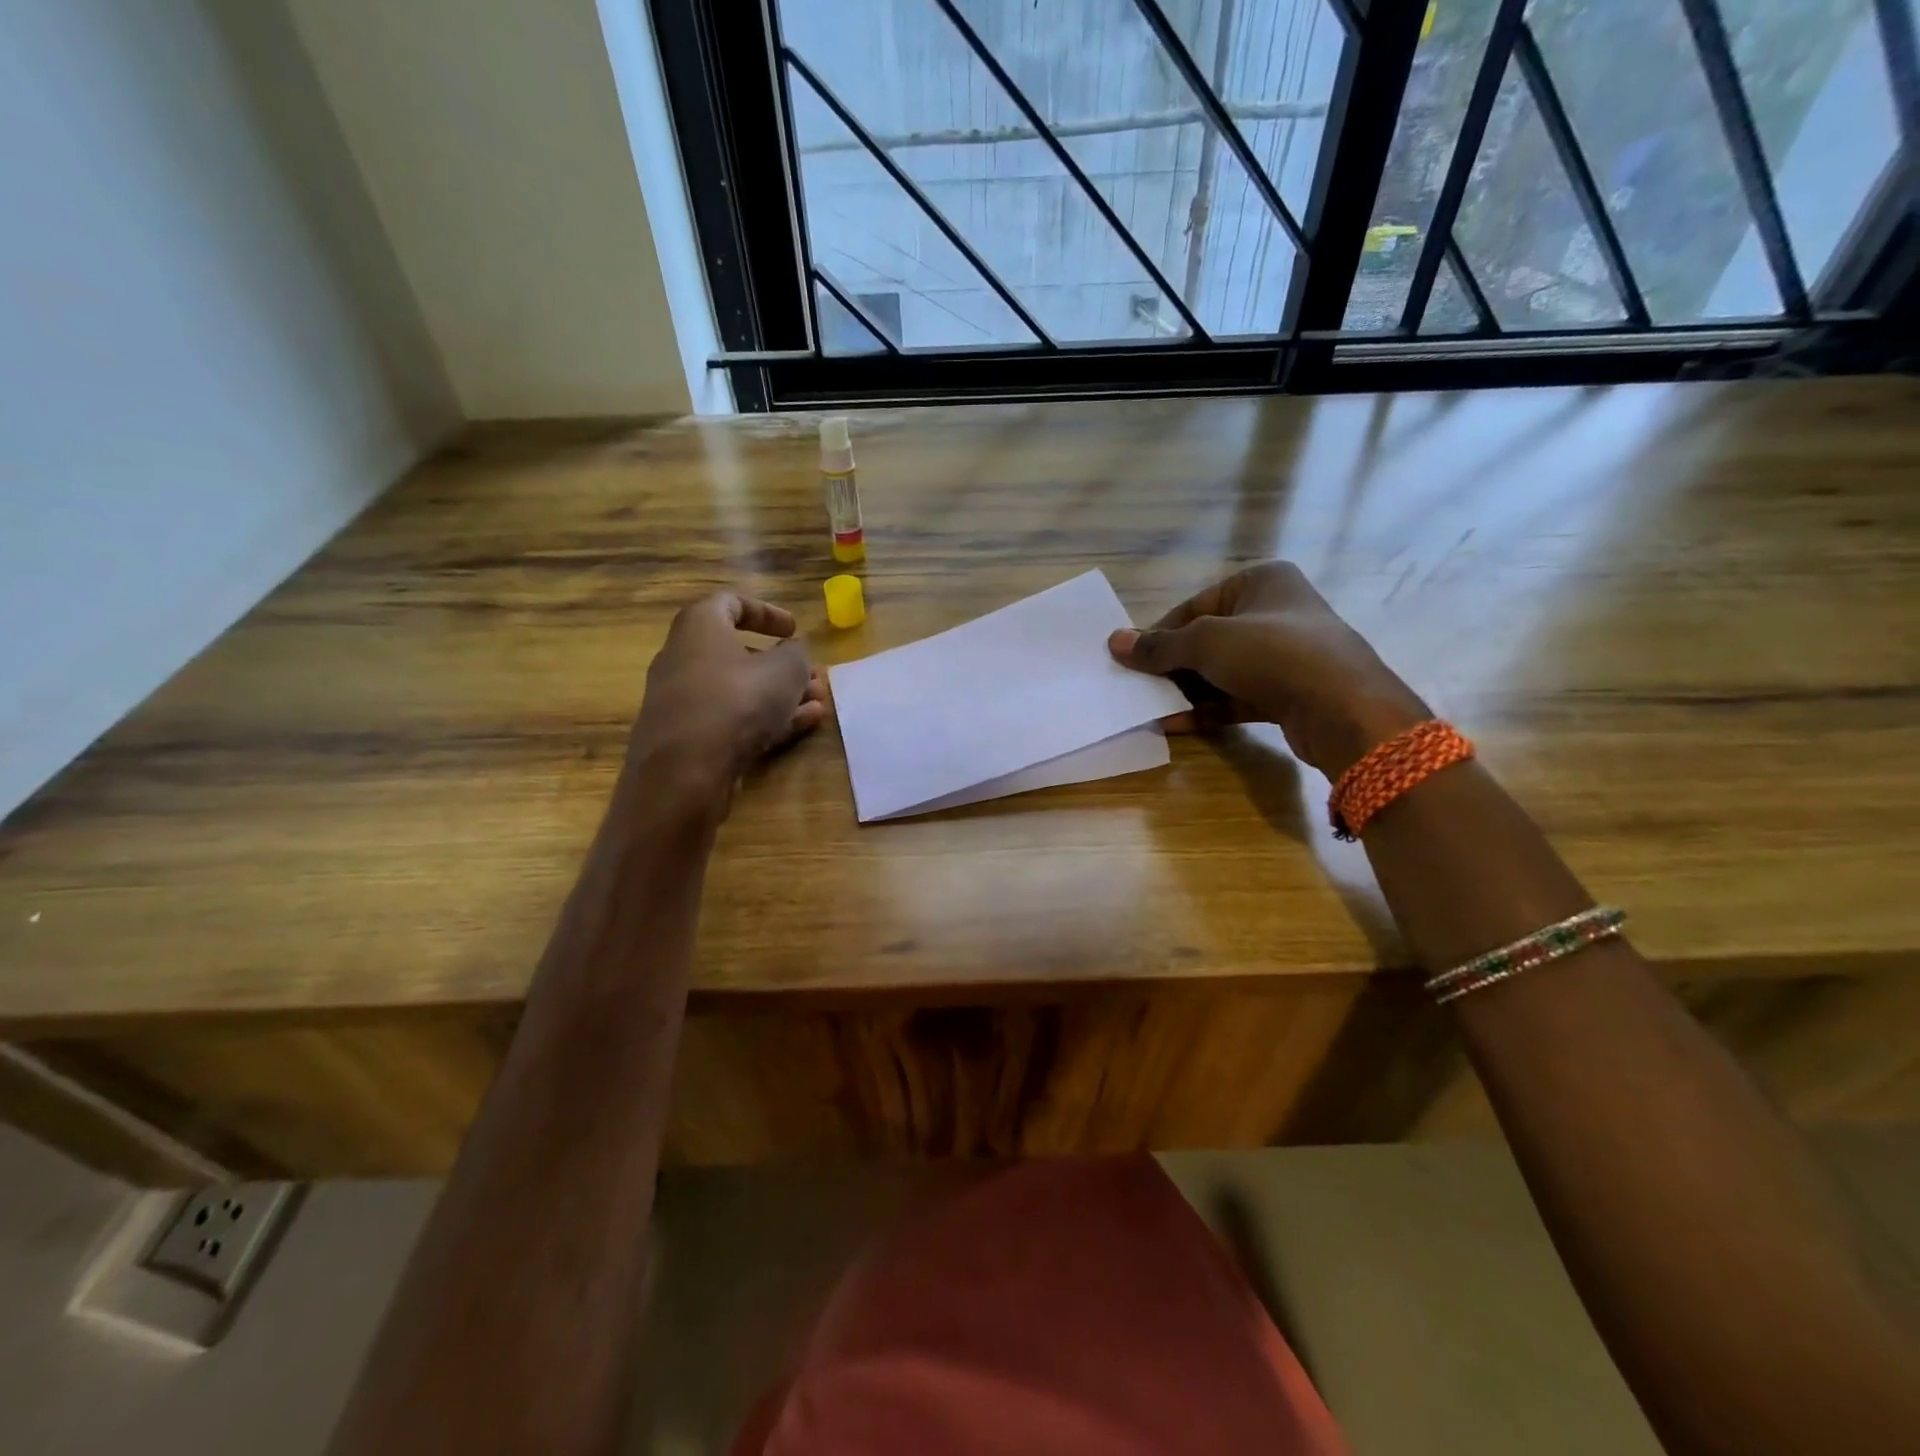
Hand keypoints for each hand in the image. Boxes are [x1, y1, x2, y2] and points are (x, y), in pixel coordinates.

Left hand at [628, 592, 827, 800]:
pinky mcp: (690, 738)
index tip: (794, 629)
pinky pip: (734, 719)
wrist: (685, 771)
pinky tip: (804, 725)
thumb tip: (793, 649)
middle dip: (783, 665)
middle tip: (814, 676)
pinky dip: (767, 718)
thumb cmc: (737, 700)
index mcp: (699, 627)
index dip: (767, 612)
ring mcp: (685, 701)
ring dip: (782, 694)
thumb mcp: (784, 669)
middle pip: (739, 653)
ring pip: (741, 690)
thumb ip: (796, 653)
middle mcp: (684, 658)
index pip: (731, 603)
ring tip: (819, 703)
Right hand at [1109, 561, 1428, 777]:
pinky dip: (1207, 708)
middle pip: (1207, 639)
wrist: (1344, 709)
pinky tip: (1174, 723)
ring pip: (1221, 671)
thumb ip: (1159, 646)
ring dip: (1186, 690)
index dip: (1160, 634)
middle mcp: (1275, 612)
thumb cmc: (1273, 654)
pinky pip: (1236, 697)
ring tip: (1149, 707)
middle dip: (1172, 665)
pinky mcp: (1288, 693)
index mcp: (1261, 582)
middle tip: (1137, 686)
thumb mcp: (1206, 643)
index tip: (1132, 660)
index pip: (1195, 606)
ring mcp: (1284, 655)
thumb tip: (1114, 642)